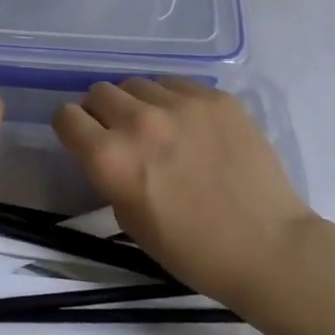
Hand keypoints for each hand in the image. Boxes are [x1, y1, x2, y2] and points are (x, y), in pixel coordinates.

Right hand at [53, 77, 311, 313]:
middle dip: (102, 112)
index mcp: (111, 158)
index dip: (72, 128)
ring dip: (139, 104)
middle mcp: (139, 122)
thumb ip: (109, 175)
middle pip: (99, 91)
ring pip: (138, 84)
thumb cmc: (193, 250)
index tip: (84, 139)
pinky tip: (192, 127)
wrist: (269, 248)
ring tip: (160, 128)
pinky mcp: (215, 98)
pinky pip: (177, 84)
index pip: (66, 116)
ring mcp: (181, 104)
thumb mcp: (130, 220)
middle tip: (122, 134)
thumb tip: (108, 149)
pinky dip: (174, 101)